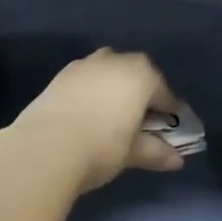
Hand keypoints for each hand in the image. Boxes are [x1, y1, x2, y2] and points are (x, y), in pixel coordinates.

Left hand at [8, 48, 186, 193]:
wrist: (44, 146)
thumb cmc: (101, 146)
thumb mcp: (132, 152)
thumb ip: (156, 151)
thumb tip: (177, 160)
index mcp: (141, 73)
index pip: (164, 92)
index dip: (169, 112)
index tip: (170, 129)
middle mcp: (116, 60)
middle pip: (136, 76)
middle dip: (140, 96)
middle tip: (140, 123)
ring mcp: (86, 64)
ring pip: (109, 74)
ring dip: (114, 91)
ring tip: (111, 118)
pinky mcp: (61, 75)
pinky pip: (86, 81)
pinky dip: (92, 93)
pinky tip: (87, 115)